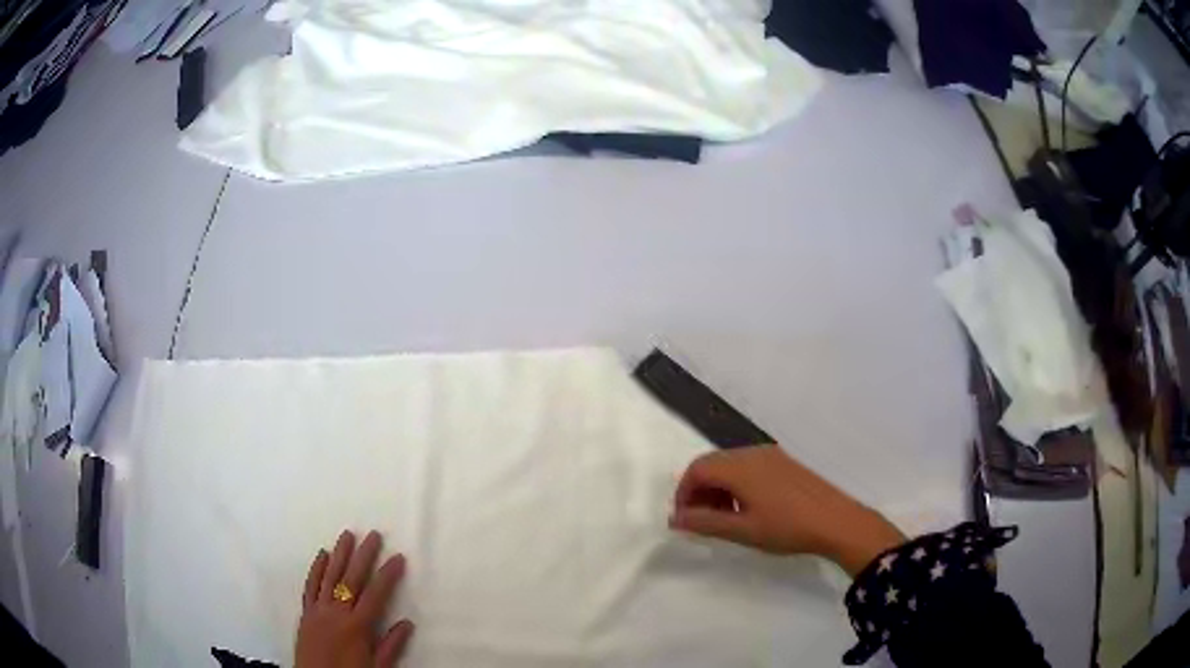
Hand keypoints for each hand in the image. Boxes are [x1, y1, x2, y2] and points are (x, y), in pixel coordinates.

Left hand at [296, 530, 414, 667]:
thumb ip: (391, 646)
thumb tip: (408, 623)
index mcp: (357, 627)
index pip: (375, 595)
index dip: (387, 575)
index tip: (398, 557)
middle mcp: (336, 613)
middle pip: (351, 580)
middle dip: (364, 556)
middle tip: (374, 535)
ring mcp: (318, 610)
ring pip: (329, 577)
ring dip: (339, 555)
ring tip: (347, 535)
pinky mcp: (305, 613)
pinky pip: (310, 586)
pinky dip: (316, 569)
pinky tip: (322, 555)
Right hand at [669, 447, 905, 575]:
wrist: (837, 521)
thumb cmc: (787, 528)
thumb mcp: (743, 530)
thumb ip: (705, 523)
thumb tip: (675, 519)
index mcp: (741, 466)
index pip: (697, 469)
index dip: (683, 493)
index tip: (684, 520)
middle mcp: (753, 453)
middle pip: (712, 464)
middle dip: (699, 491)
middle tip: (701, 521)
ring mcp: (771, 456)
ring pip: (730, 466)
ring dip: (718, 489)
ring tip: (724, 519)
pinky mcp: (784, 463)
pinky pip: (748, 467)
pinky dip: (737, 485)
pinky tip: (747, 509)